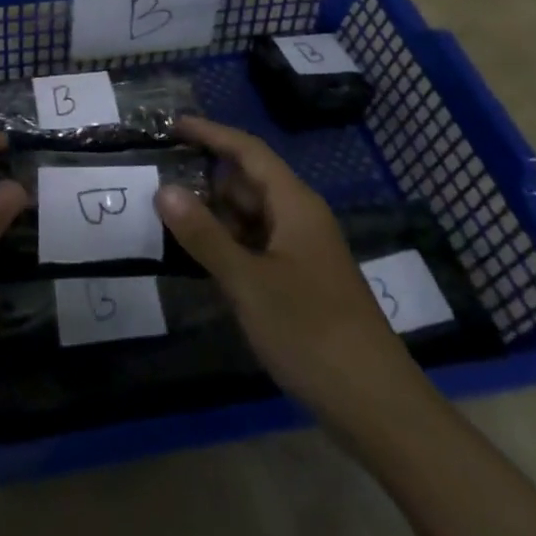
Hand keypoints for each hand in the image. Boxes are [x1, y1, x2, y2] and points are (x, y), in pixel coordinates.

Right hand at [156, 115, 424, 426]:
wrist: (379, 408)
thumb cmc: (312, 332)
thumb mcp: (248, 282)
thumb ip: (204, 234)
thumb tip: (163, 190)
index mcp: (294, 204)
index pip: (247, 150)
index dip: (210, 133)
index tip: (172, 126)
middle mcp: (300, 218)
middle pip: (247, 182)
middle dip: (205, 178)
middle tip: (156, 180)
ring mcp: (302, 252)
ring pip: (251, 217)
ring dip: (214, 215)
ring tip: (167, 219)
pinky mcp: (302, 282)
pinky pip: (257, 246)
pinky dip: (228, 244)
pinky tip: (200, 260)